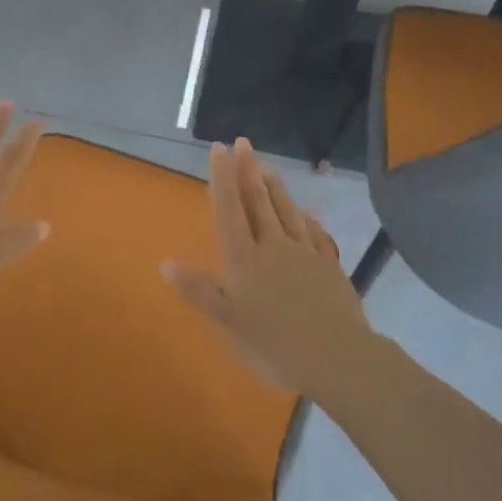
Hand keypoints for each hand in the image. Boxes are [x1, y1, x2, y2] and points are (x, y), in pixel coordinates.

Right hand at [161, 138, 377, 397]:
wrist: (337, 357)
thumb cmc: (274, 343)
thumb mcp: (228, 321)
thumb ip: (199, 290)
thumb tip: (165, 263)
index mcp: (245, 258)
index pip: (230, 209)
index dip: (222, 178)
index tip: (218, 149)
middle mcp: (273, 246)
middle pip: (258, 201)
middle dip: (248, 171)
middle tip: (242, 143)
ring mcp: (304, 253)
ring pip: (286, 211)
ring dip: (274, 187)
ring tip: (266, 167)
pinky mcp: (328, 266)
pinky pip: (313, 232)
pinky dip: (304, 216)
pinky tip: (304, 211)